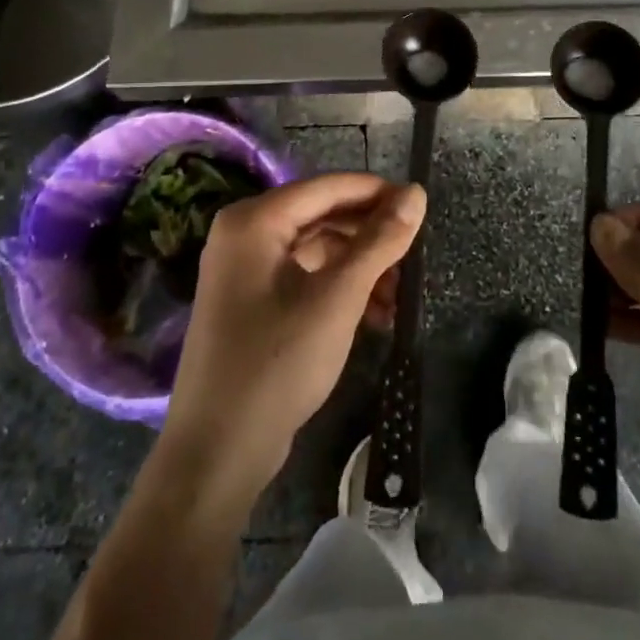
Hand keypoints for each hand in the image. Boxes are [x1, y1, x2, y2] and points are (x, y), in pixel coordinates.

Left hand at [158, 173, 424, 511]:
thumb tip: (416, 192)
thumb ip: (379, 241)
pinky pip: (305, 277)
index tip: (421, 207)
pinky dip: (340, 289)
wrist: (218, 452)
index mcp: (254, 220)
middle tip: (415, 258)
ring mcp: (245, 269)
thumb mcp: (338, 297)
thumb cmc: (278, 362)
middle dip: (371, 238)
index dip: (377, 193)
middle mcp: (245, 233)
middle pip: (322, 216)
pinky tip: (375, 316)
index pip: (327, 187)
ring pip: (317, 249)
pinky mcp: (252, 302)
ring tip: (400, 298)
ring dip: (360, 268)